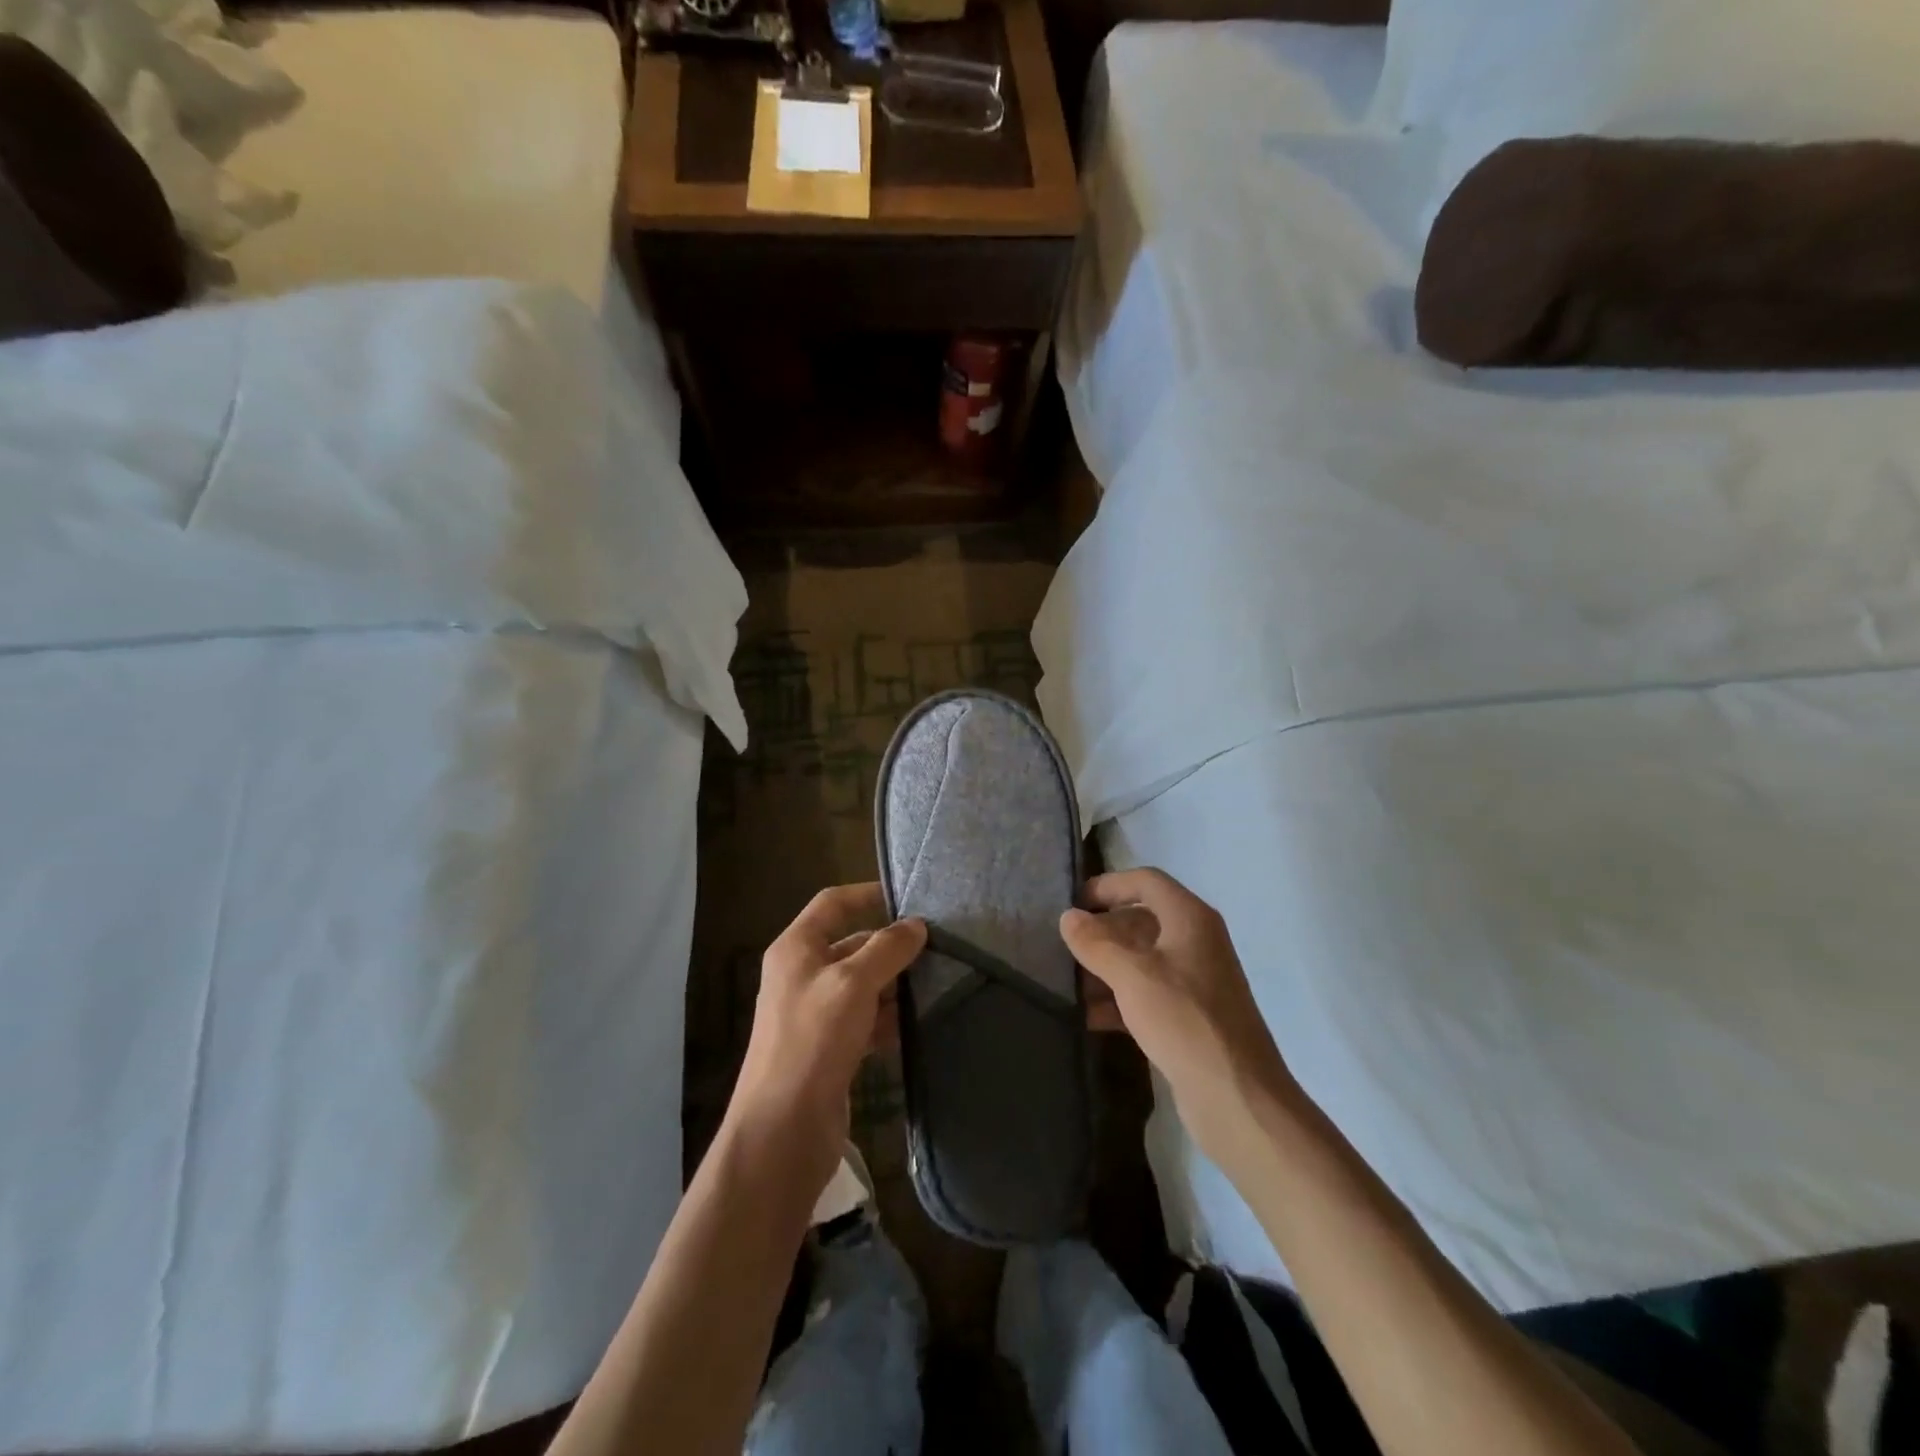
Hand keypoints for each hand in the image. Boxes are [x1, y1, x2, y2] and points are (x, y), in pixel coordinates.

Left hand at [728, 884, 925, 1199]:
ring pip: (863, 985)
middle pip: (853, 945)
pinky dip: (889, 1019)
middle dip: (891, 947)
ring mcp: (816, 1014)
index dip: (868, 894)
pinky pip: (866, 1020)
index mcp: (796, 949)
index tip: (909, 898)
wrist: (783, 1130)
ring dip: (895, 985)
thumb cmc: (813, 1041)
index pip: (833, 903)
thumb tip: (916, 925)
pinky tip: (918, 1025)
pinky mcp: (831, 1048)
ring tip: (938, 984)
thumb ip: (886, 949)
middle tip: (939, 949)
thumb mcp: (852, 984)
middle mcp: (803, 975)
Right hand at [1061, 869, 1295, 1161]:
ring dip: (1107, 967)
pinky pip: (1149, 993)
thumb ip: (1096, 943)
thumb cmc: (1184, 1021)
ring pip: (1143, 959)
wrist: (1237, 1098)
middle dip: (1103, 931)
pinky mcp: (1191, 1017)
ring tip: (1070, 984)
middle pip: (1142, 919)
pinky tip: (1090, 1017)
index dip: (1108, 885)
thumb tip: (1068, 917)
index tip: (1073, 904)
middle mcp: (1196, 942)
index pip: (1146, 881)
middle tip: (1065, 946)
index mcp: (1190, 919)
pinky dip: (1120, 999)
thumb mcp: (1132, 976)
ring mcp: (1196, 981)